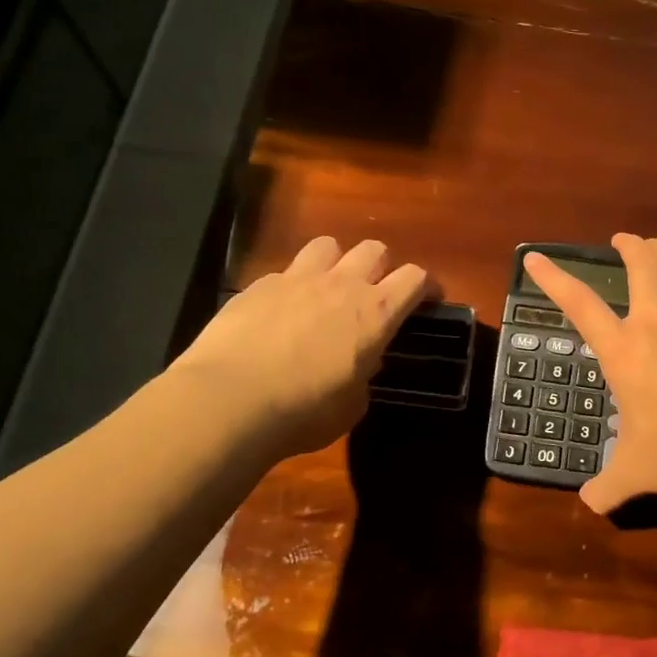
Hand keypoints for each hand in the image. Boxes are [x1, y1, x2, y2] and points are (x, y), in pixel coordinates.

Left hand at [171, 236, 435, 456]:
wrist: (230, 400)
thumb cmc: (305, 411)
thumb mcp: (352, 405)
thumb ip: (364, 375)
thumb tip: (359, 364)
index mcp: (376, 313)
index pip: (415, 278)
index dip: (426, 286)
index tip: (427, 301)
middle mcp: (341, 285)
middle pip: (374, 249)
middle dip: (381, 267)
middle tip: (375, 293)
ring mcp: (296, 279)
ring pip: (327, 245)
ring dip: (335, 263)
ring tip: (327, 289)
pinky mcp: (256, 286)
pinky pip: (284, 273)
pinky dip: (291, 287)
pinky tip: (280, 313)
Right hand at [525, 235, 656, 513]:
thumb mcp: (635, 472)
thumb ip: (607, 487)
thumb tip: (589, 504)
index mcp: (624, 352)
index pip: (580, 306)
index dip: (554, 279)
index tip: (535, 258)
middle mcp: (655, 323)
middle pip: (639, 266)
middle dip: (628, 246)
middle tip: (622, 240)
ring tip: (654, 242)